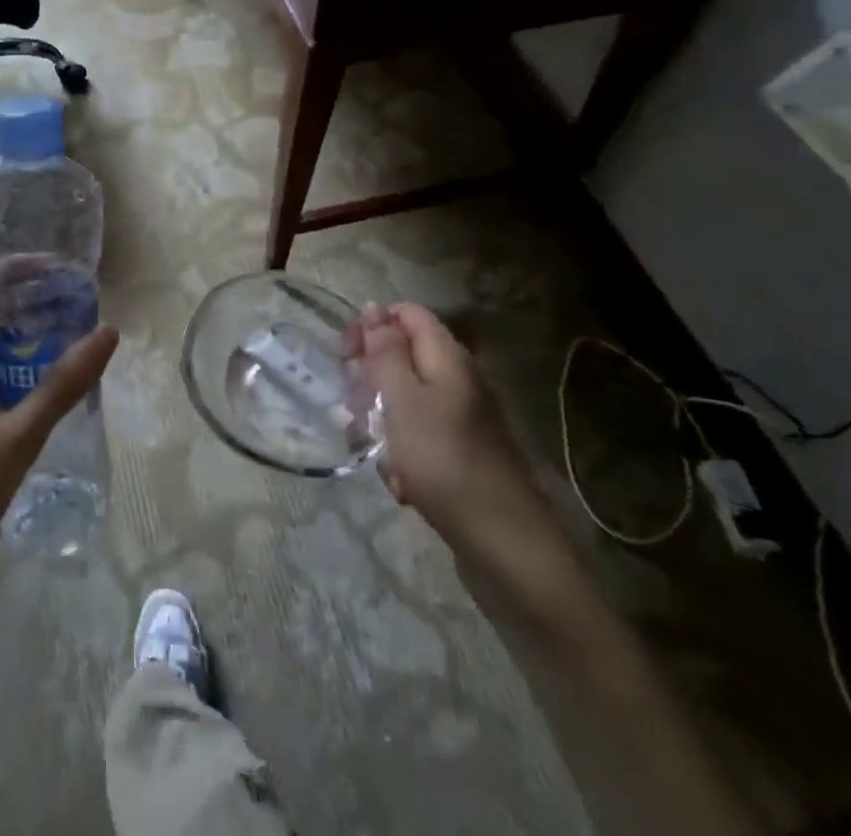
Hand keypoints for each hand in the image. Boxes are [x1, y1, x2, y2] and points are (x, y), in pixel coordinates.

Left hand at [0, 268, 118, 602]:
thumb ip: (62, 385)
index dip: (2, 267)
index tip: (49, 270)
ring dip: (26, 331)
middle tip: (72, 298)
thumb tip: (107, 331)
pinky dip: (24, 363)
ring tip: (73, 330)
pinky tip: (56, 379)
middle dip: (25, 297)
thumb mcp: (18, 435)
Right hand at [348, 303, 553, 548]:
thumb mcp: (403, 399)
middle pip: (403, 356)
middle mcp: (456, 380)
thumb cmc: (444, 460)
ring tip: (372, 450)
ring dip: (381, 421)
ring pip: (404, 400)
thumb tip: (372, 307)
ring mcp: (460, 418)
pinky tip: (400, 482)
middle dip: (371, 378)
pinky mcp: (458, 453)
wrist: (505, 544)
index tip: (346, 355)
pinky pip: (417, 438)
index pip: (406, 314)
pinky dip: (402, 454)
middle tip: (353, 407)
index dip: (372, 325)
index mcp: (447, 357)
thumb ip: (385, 351)